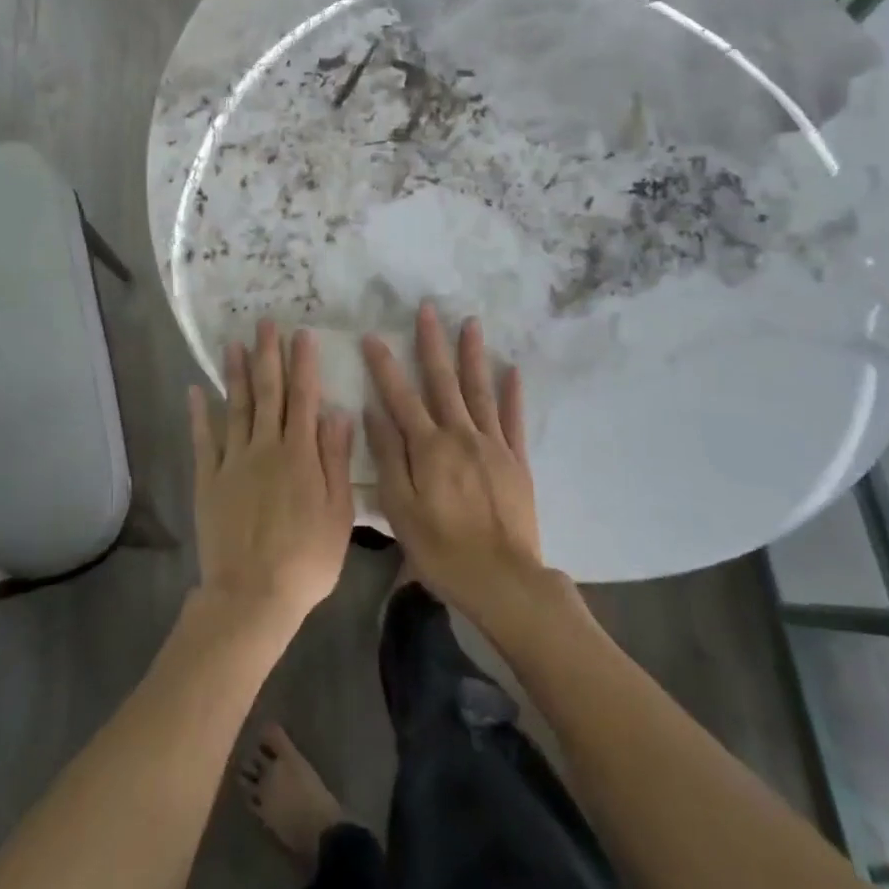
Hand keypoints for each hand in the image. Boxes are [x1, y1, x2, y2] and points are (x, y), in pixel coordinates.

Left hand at [189, 320, 356, 630]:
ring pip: (236, 407)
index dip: (304, 364)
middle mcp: (265, 447)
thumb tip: (338, 413)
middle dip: (268, 356)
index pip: (304, 398)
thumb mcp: (338, 512)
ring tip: (233, 343)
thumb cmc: (306, 559)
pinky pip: (204, 440)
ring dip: (235, 373)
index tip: (303, 334)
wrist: (253, 595)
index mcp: (300, 454)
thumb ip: (335, 460)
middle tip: (265, 323)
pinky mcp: (209, 480)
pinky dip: (199, 414)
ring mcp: (233, 462)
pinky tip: (195, 391)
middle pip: (268, 393)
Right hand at [362, 303, 548, 626]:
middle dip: (432, 343)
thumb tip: (372, 412)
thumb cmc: (441, 549)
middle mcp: (460, 435)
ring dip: (472, 354)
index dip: (384, 365)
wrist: (503, 579)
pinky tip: (511, 368)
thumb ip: (388, 457)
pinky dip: (512, 392)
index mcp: (428, 447)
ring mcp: (492, 444)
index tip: (372, 336)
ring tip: (470, 322)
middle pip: (443, 381)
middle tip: (427, 309)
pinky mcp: (516, 460)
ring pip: (479, 390)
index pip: (400, 396)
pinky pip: (513, 418)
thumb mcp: (400, 508)